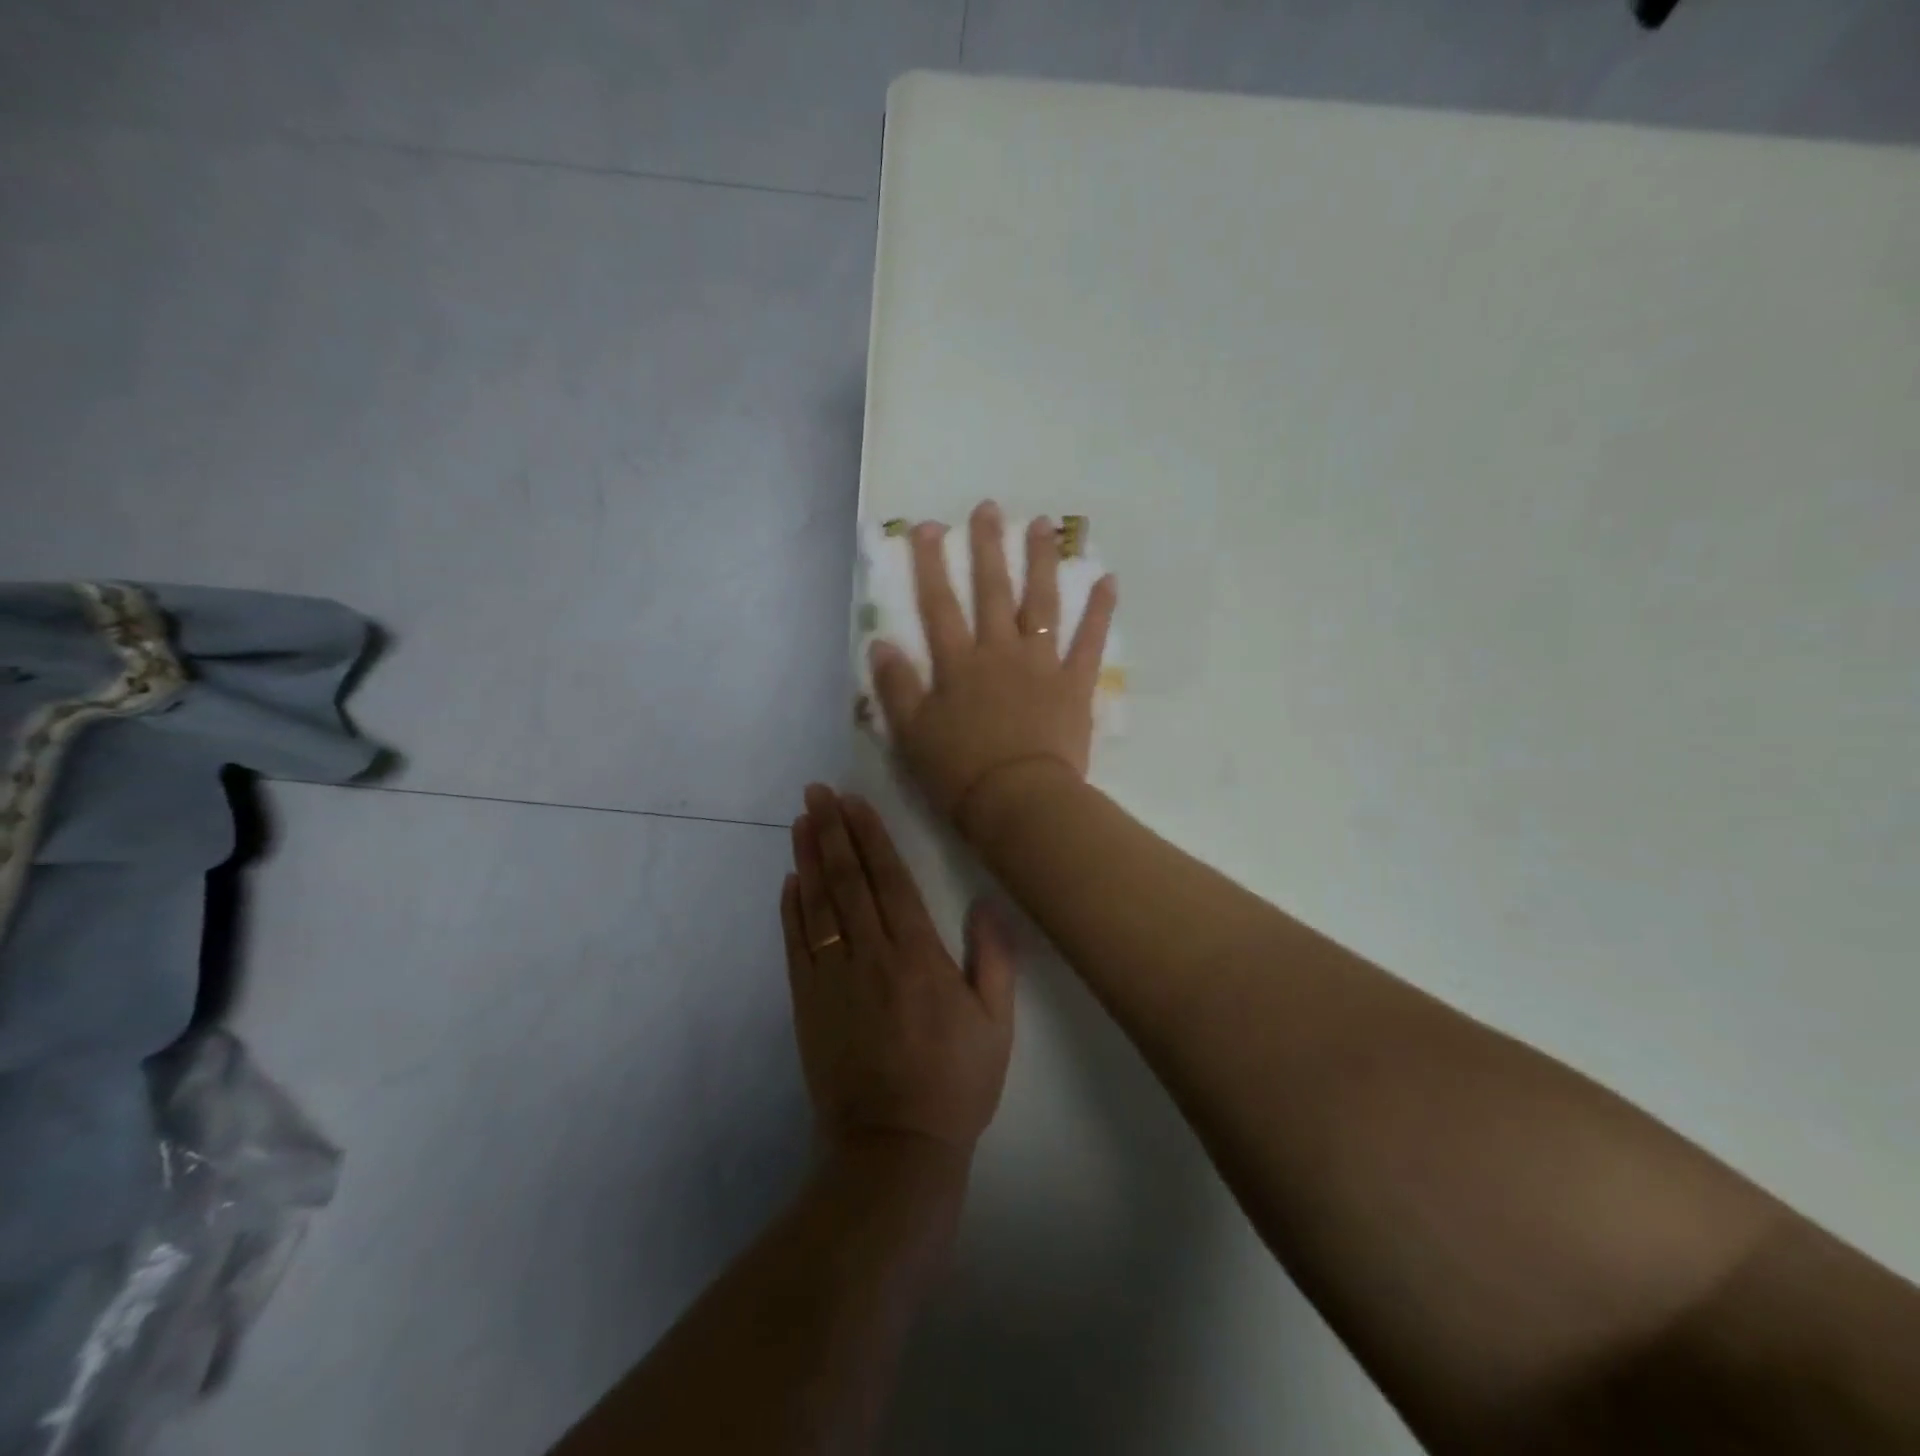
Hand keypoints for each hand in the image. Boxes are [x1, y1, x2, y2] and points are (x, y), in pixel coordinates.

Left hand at [782, 784, 1015, 1156]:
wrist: (893, 1149)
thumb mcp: (995, 1026)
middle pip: (847, 881)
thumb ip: (994, 961)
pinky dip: (790, 910)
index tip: (852, 802)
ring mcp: (832, 979)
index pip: (888, 879)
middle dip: (831, 832)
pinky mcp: (807, 1004)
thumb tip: (987, 904)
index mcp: (917, 955)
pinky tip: (788, 882)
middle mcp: (870, 955)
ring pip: (816, 905)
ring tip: (799, 821)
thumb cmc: (954, 1084)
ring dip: (807, 859)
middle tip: (814, 793)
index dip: (869, 837)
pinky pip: (796, 945)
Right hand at [869, 500, 1117, 839]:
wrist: (1017, 802)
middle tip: (989, 508)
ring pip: (1041, 603)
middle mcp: (999, 652)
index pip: (939, 604)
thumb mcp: (911, 734)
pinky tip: (1108, 580)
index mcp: (958, 664)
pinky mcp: (1074, 685)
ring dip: (1041, 562)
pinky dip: (1099, 612)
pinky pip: (1089, 642)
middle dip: (987, 547)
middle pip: (992, 590)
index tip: (927, 527)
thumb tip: (881, 644)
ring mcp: (1041, 665)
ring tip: (1043, 525)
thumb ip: (896, 687)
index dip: (930, 564)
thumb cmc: (958, 772)